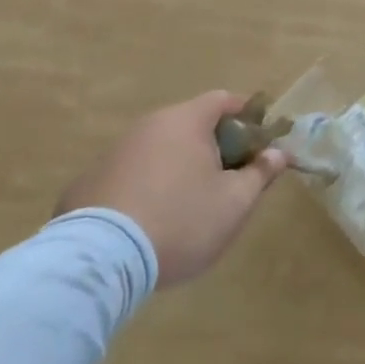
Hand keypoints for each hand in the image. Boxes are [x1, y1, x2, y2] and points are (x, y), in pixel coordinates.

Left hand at [55, 91, 288, 287]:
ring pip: (157, 150)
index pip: (223, 100)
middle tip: (228, 177)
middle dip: (213, 145)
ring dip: (176, 167)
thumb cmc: (181, 222)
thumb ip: (260, 173)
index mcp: (185, 121)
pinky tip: (147, 222)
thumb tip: (279, 154)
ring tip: (187, 204)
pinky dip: (144, 187)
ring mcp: (112, 153)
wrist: (99, 263)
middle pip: (189, 125)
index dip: (246, 114)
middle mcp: (147, 126)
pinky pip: (128, 176)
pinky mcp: (85, 184)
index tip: (259, 138)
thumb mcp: (234, 203)